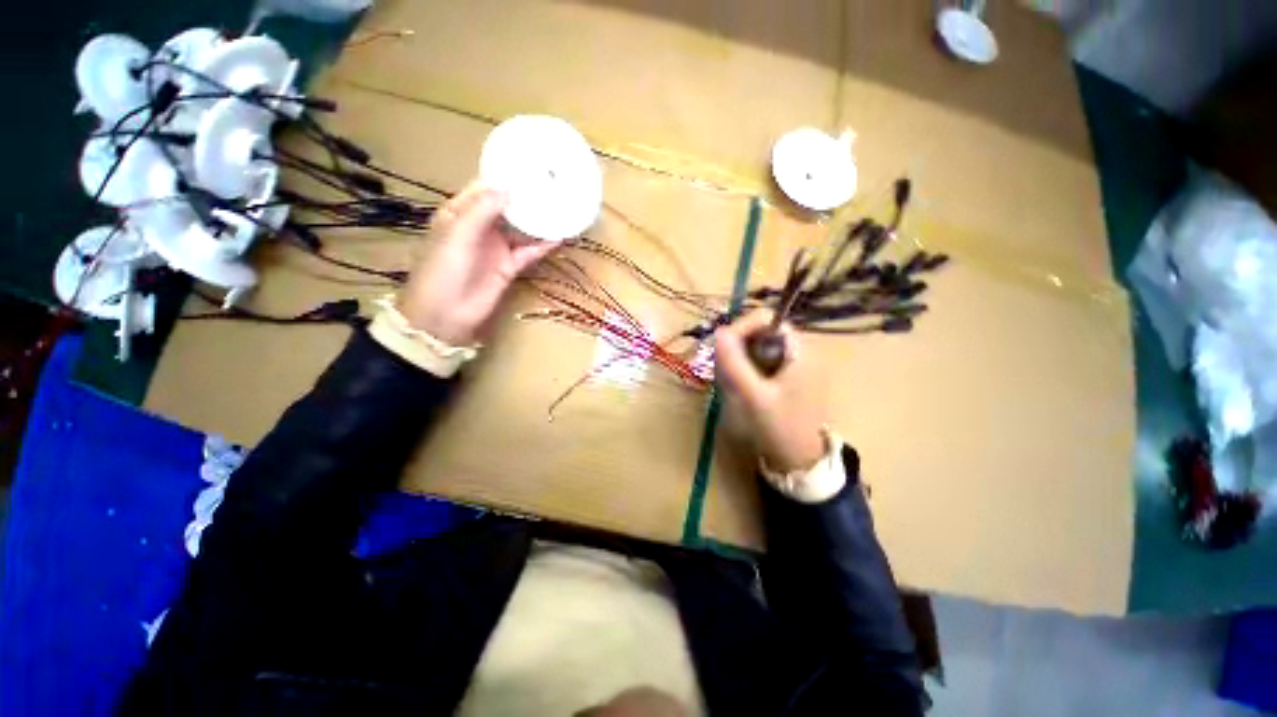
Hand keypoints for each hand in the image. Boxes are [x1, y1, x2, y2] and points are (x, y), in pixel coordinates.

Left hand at [398, 182, 554, 344]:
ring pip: (521, 229)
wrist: (446, 315)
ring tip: (562, 208)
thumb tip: (509, 188)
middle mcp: (480, 227)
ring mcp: (496, 248)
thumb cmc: (443, 270)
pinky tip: (560, 237)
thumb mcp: (458, 234)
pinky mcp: (509, 267)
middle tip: (552, 185)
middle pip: (507, 208)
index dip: (504, 179)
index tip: (529, 168)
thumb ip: (482, 210)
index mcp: (460, 213)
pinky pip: (529, 252)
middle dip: (526, 198)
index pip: (484, 189)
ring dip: (538, 221)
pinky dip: (543, 245)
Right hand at [715, 311, 827, 472]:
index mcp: (799, 352)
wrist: (800, 463)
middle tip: (724, 370)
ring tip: (730, 383)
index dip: (743, 327)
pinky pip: (760, 364)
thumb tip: (718, 332)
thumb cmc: (780, 428)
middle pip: (760, 333)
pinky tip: (739, 389)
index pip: (767, 320)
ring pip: (757, 349)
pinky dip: (745, 371)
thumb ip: (735, 364)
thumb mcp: (753, 396)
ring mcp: (793, 367)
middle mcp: (798, 353)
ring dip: (739, 361)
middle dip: (738, 347)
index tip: (723, 346)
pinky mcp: (786, 380)